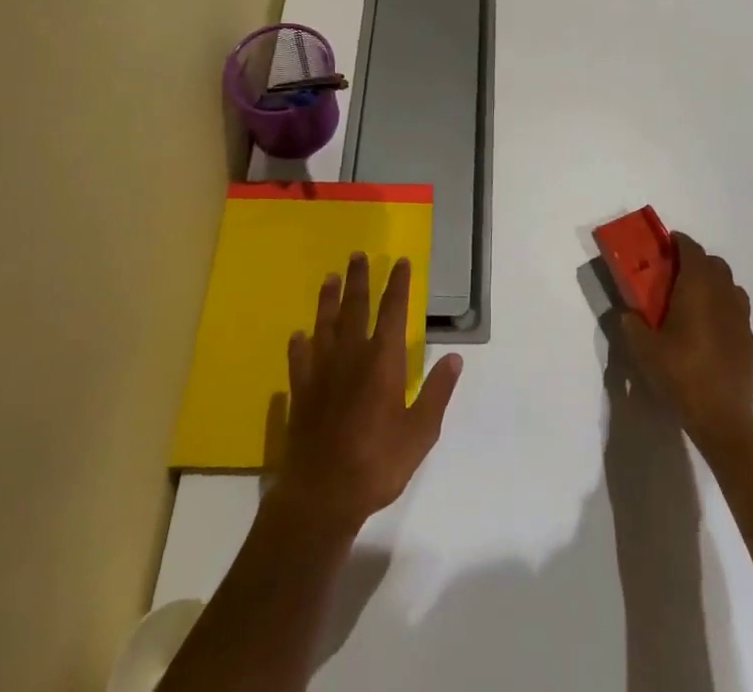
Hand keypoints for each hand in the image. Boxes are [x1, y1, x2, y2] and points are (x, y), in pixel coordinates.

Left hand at [274, 253, 462, 533]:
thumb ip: (437, 392)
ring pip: (324, 325)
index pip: (392, 312)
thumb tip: (454, 357)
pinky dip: (299, 345)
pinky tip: (298, 335)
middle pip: (355, 308)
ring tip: (329, 278)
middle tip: (357, 255)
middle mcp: (350, 356)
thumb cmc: (377, 463)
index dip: (397, 285)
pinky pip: (299, 360)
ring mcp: (321, 373)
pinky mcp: (301, 393)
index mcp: (382, 362)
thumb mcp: (420, 433)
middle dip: (359, 280)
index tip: (400, 261)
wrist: (321, 496)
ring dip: (328, 300)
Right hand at [619, 233, 752, 445]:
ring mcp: (740, 317)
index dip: (679, 242)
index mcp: (697, 287)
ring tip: (693, 298)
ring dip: (713, 282)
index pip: (692, 250)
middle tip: (675, 273)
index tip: (665, 245)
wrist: (722, 417)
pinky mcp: (749, 339)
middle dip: (696, 261)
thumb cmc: (680, 373)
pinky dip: (723, 305)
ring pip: (729, 285)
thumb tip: (628, 313)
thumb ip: (630, 323)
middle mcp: (723, 294)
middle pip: (714, 263)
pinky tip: (709, 326)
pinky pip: (736, 308)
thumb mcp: (643, 349)